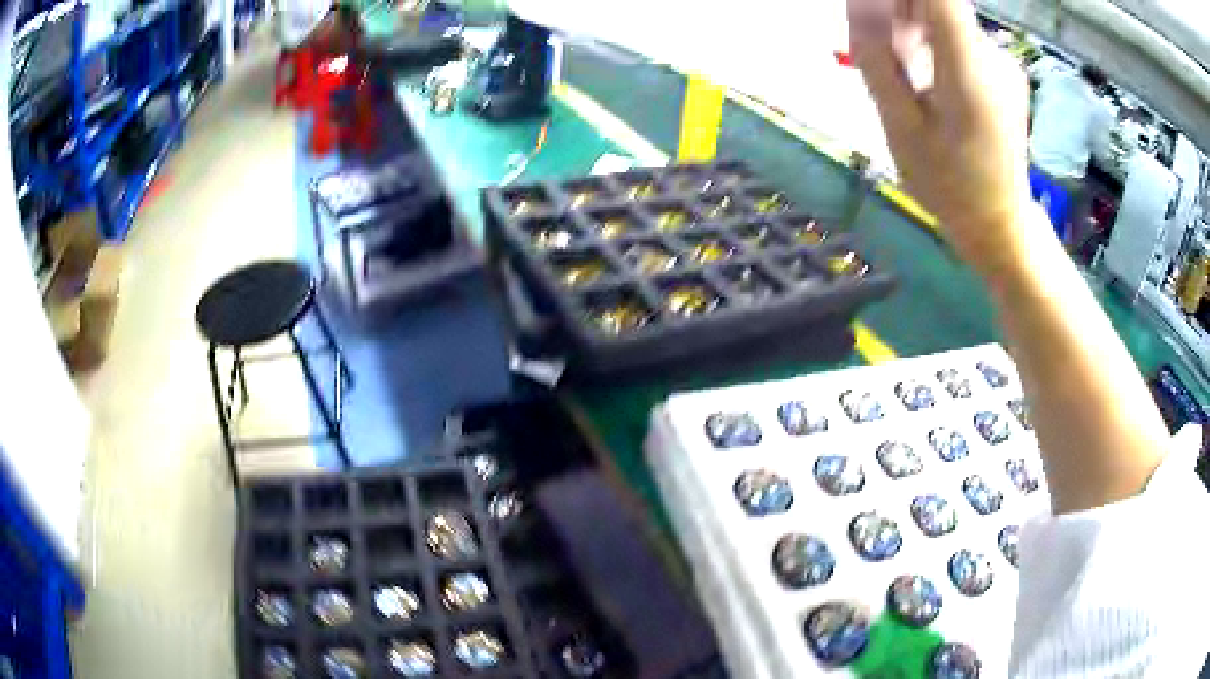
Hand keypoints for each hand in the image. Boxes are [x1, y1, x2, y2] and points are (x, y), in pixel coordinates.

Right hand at [848, 0, 1034, 279]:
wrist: (998, 223)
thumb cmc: (948, 184)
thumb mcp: (900, 126)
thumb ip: (876, 57)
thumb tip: (859, 3)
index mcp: (968, 69)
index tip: (876, 12)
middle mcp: (991, 54)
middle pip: (936, 3)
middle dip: (896, 12)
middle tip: (879, 53)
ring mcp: (1000, 61)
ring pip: (943, 18)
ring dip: (910, 28)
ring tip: (901, 75)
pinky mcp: (1001, 69)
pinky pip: (956, 37)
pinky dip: (929, 43)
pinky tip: (922, 80)